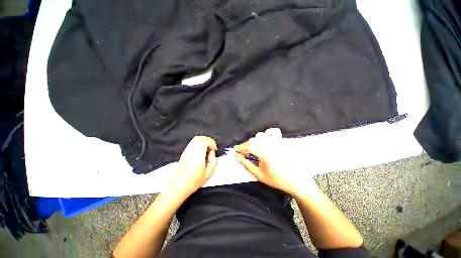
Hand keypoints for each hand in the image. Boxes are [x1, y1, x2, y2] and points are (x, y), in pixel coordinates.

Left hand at [169, 136, 217, 195]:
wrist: (179, 185)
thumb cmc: (194, 181)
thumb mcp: (208, 173)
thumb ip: (213, 161)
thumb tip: (212, 152)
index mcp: (197, 156)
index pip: (205, 142)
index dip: (212, 143)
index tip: (215, 150)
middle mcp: (191, 151)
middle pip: (201, 138)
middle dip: (209, 141)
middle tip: (212, 148)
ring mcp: (186, 151)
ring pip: (196, 139)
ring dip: (204, 141)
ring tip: (208, 149)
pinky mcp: (184, 152)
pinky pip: (193, 142)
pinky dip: (199, 142)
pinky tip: (202, 150)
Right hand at [234, 128, 313, 195]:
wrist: (297, 181)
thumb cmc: (277, 180)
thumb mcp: (260, 175)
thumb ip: (248, 165)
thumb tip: (239, 158)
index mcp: (265, 154)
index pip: (249, 145)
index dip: (241, 147)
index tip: (236, 149)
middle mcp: (270, 145)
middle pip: (254, 140)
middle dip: (246, 145)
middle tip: (243, 152)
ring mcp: (277, 142)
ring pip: (261, 136)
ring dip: (254, 141)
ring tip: (253, 148)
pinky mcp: (282, 142)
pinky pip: (274, 132)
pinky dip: (268, 133)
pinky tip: (265, 139)